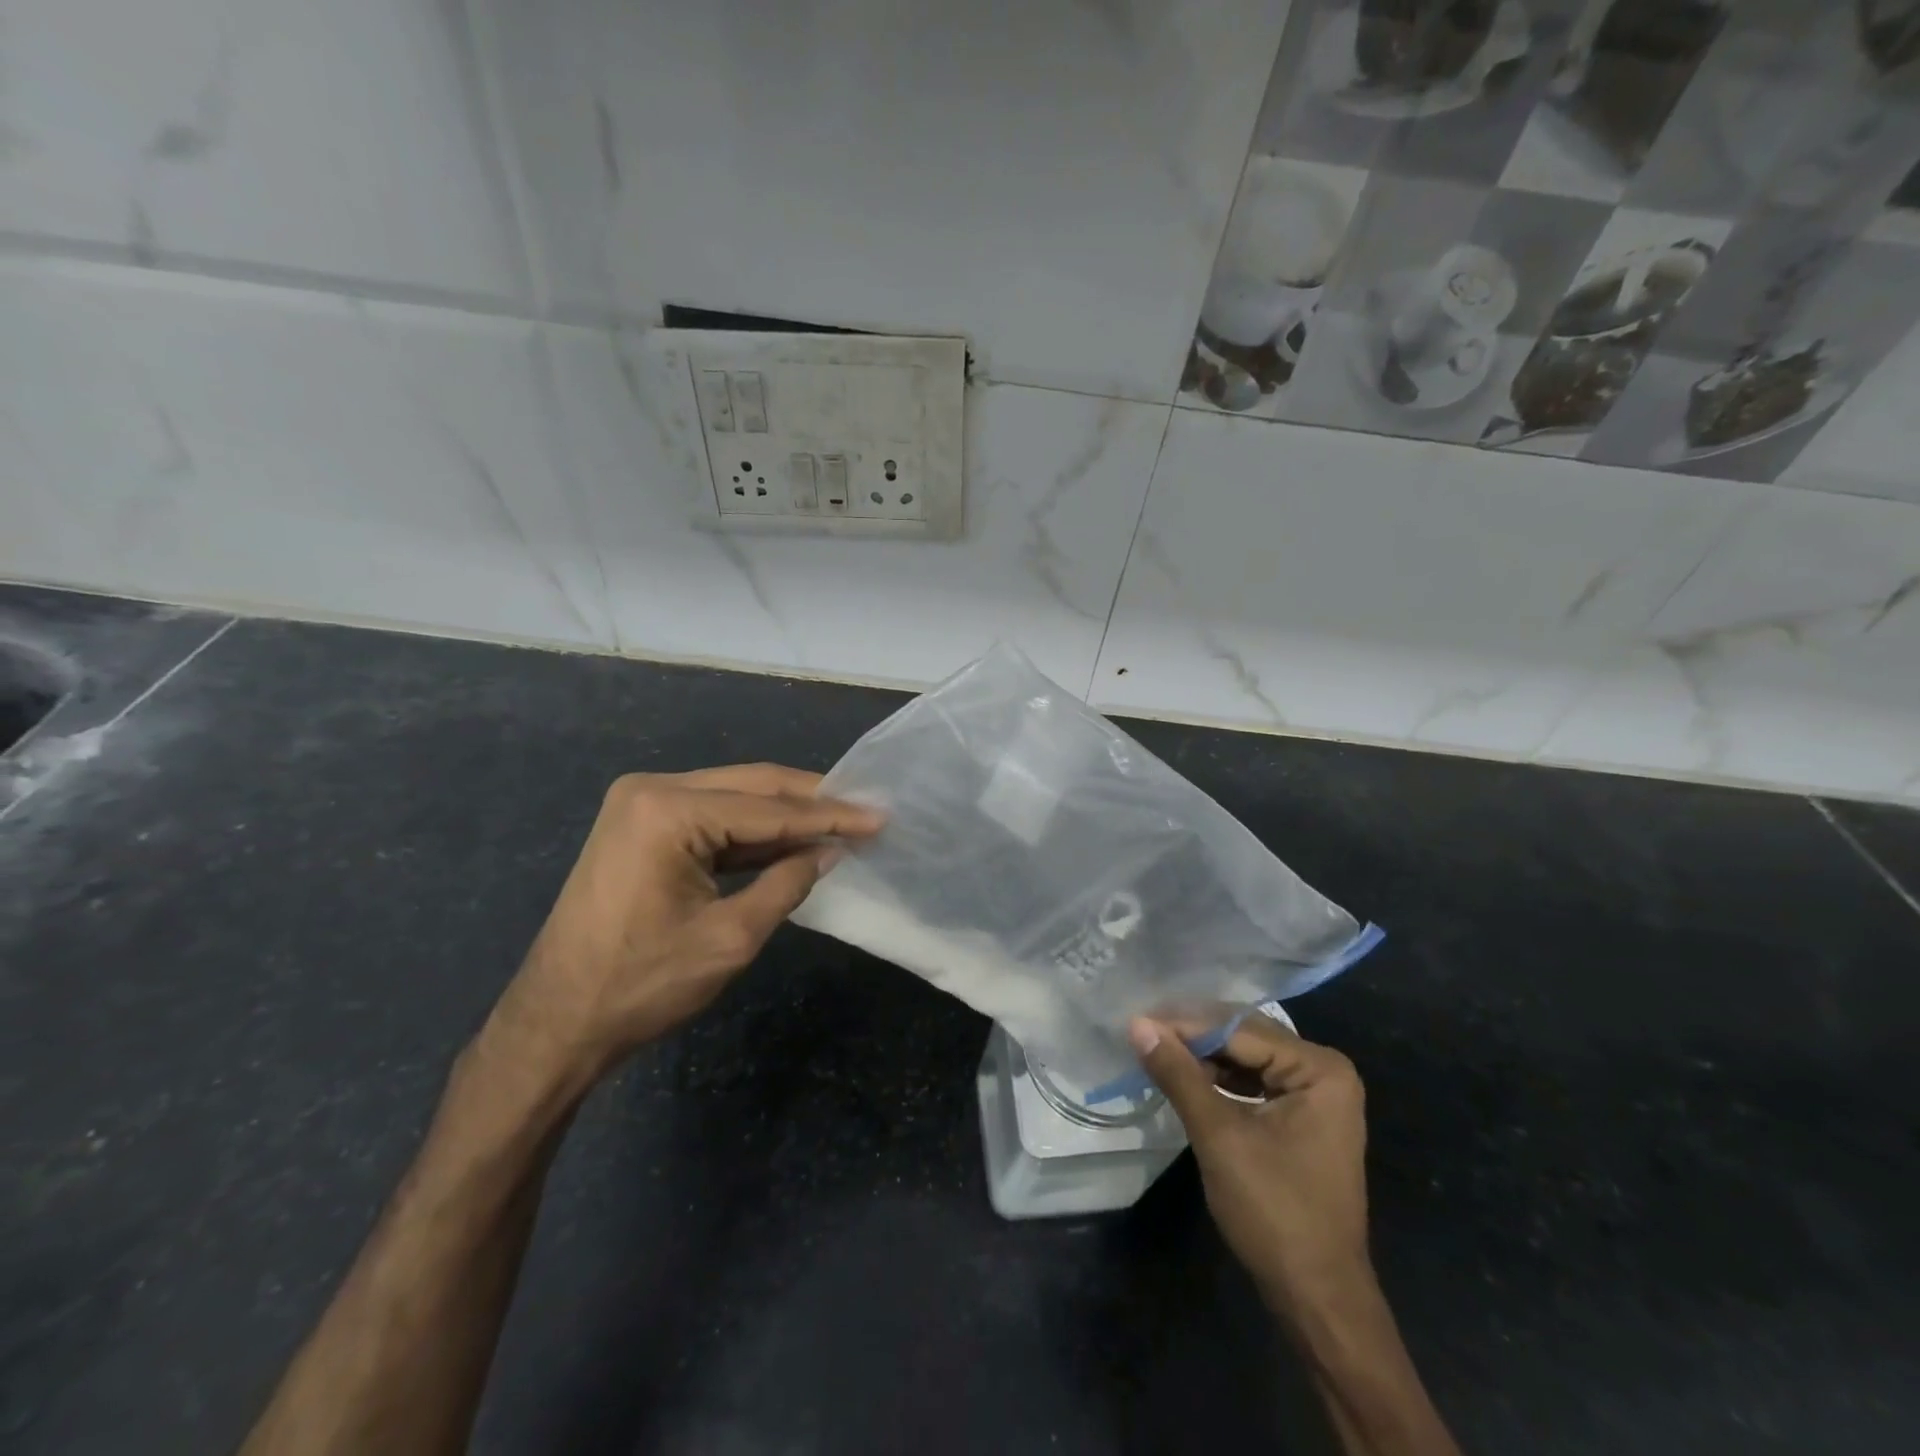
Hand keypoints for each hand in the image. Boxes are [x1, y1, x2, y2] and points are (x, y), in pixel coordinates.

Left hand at [487, 764, 881, 1084]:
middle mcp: (651, 790)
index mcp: (667, 810)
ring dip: (785, 815)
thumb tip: (830, 852)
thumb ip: (787, 884)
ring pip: (733, 798)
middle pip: (752, 786)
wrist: (556, 1023)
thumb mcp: (730, 938)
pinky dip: (752, 831)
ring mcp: (640, 805)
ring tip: (841, 822)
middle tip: (866, 810)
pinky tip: (791, 839)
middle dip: (812, 801)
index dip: (830, 816)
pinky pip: (710, 817)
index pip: (769, 808)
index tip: (879, 817)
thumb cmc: (641, 985)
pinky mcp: (640, 825)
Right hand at [1129, 1013, 1370, 1316]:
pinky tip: (1182, 1076)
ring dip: (1202, 1056)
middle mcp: (1323, 1071)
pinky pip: (1253, 1083)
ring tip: (1154, 1048)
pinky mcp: (1301, 1119)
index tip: (1137, 1020)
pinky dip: (1217, 1079)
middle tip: (1141, 1029)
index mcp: (1319, 1068)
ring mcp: (1316, 1096)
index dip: (1185, 1025)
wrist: (1317, 1299)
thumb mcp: (1219, 1136)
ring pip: (1246, 1059)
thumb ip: (1178, 1074)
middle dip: (1193, 1036)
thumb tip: (1137, 1024)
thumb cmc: (1274, 1212)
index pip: (1239, 1030)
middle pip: (1245, 1038)